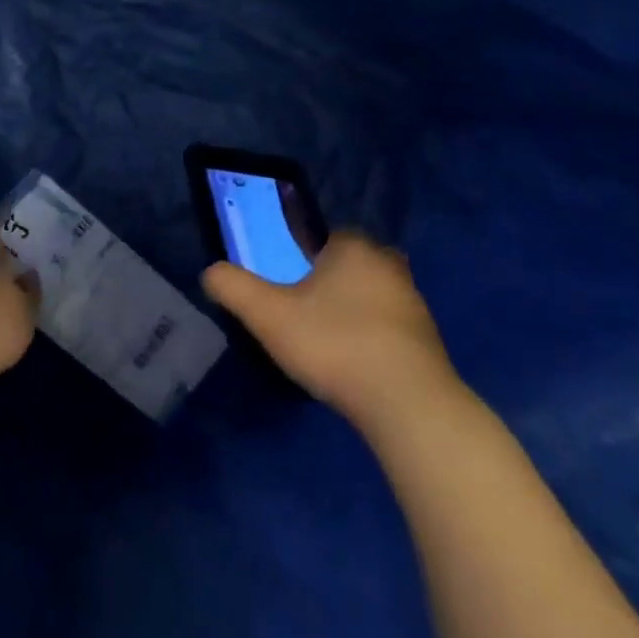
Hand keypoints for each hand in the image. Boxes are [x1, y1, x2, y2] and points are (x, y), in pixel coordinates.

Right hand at [202, 232, 458, 424]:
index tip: (291, 286)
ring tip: (329, 342)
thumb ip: (234, 287)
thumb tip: (210, 272)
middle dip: (333, 282)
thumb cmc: (333, 343)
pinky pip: (391, 326)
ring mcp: (414, 300)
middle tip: (306, 313)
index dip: (307, 256)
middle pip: (353, 264)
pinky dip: (374, 337)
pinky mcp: (428, 338)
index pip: (328, 236)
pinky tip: (357, 364)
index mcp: (353, 247)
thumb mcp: (268, 315)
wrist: (406, 402)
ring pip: (374, 294)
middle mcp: (388, 263)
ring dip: (355, 310)